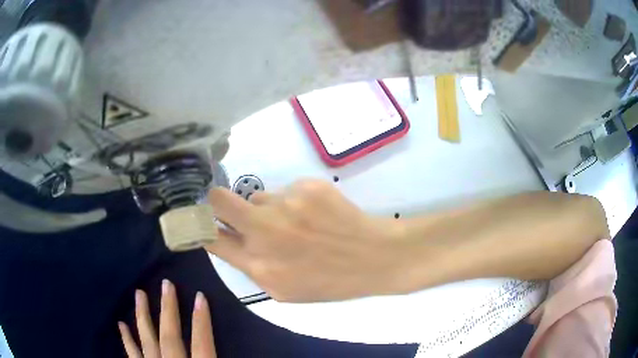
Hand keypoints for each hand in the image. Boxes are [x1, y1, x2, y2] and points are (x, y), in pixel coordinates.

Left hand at [117, 280, 215, 357]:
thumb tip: (236, 349)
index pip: (201, 344)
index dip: (202, 320)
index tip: (201, 296)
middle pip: (170, 337)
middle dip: (168, 310)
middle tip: (166, 284)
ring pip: (147, 341)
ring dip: (143, 317)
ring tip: (139, 294)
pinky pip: (132, 354)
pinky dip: (127, 340)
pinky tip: (121, 325)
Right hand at [206, 179, 407, 301]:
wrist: (373, 258)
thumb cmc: (329, 281)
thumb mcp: (284, 290)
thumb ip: (252, 266)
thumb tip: (231, 238)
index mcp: (258, 266)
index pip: (210, 237)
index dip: (200, 224)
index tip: (198, 217)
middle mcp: (265, 233)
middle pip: (219, 200)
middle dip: (217, 200)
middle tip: (230, 205)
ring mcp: (286, 206)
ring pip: (257, 196)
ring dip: (267, 207)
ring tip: (296, 222)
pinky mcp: (307, 187)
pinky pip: (285, 189)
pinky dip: (294, 200)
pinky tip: (315, 214)